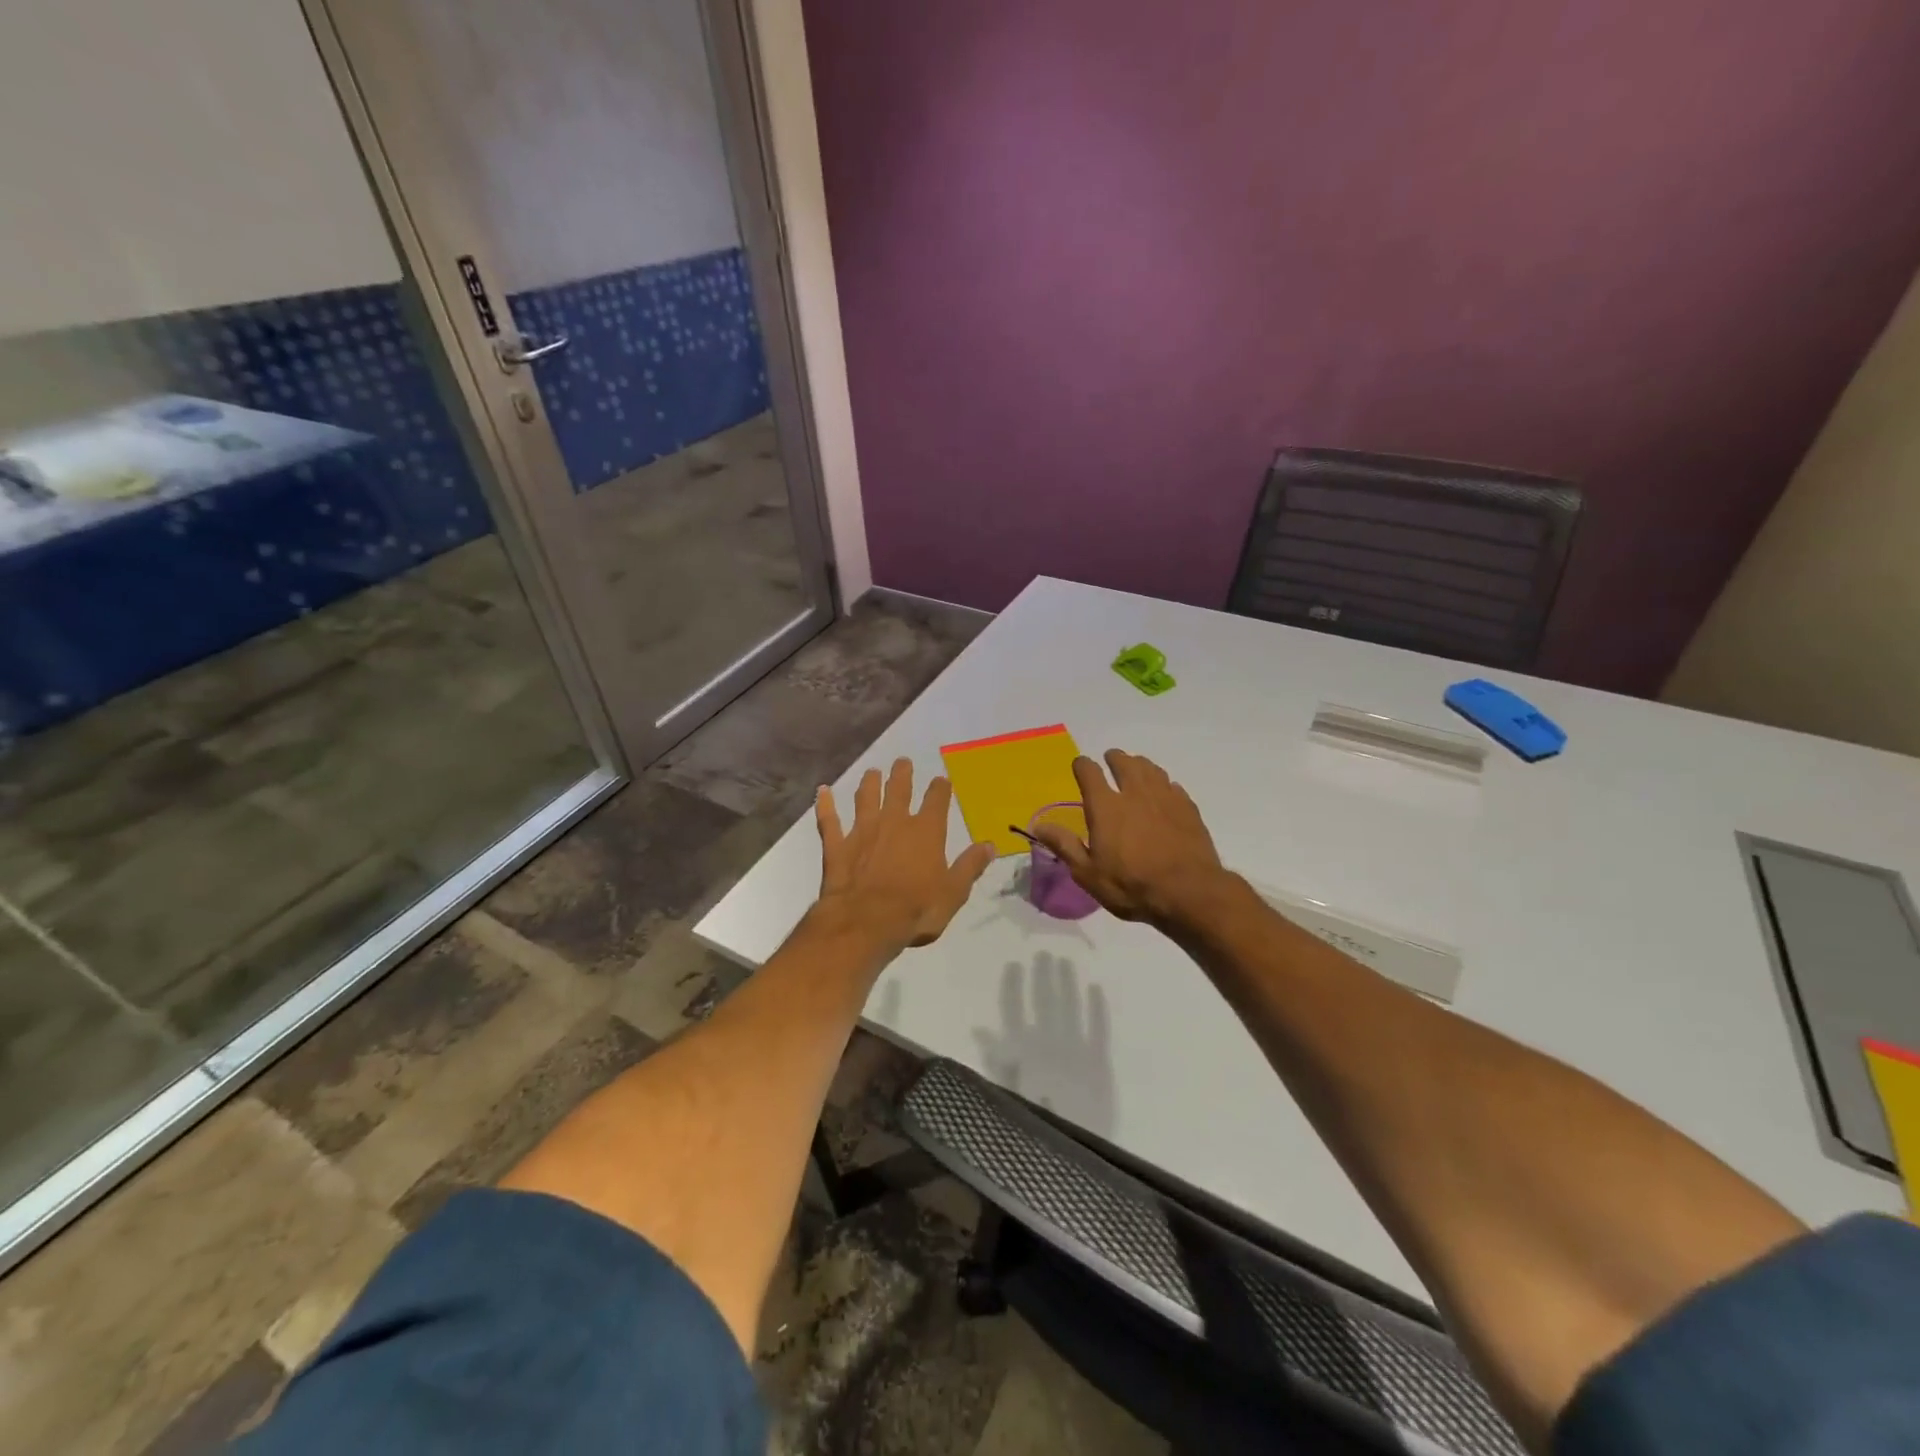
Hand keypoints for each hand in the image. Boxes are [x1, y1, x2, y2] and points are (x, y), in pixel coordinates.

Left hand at [813, 758, 996, 949]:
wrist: (866, 922)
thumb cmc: (916, 910)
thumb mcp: (953, 892)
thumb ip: (970, 866)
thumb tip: (990, 845)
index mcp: (926, 832)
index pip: (937, 800)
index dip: (940, 788)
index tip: (942, 780)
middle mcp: (894, 822)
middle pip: (898, 789)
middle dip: (902, 774)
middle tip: (902, 762)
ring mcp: (862, 831)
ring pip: (865, 798)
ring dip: (869, 783)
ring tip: (871, 772)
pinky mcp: (837, 845)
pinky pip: (829, 820)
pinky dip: (825, 805)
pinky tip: (822, 792)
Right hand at [1028, 750, 1230, 923]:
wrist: (1189, 892)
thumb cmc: (1131, 885)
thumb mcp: (1088, 873)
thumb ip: (1064, 845)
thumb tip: (1038, 824)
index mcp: (1106, 806)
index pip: (1089, 772)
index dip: (1082, 765)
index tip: (1080, 766)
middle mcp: (1134, 793)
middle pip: (1124, 762)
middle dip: (1114, 758)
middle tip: (1111, 760)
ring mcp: (1165, 797)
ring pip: (1151, 769)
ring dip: (1140, 765)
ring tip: (1136, 769)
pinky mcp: (1188, 808)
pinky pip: (1173, 786)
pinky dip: (1164, 784)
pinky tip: (1164, 793)